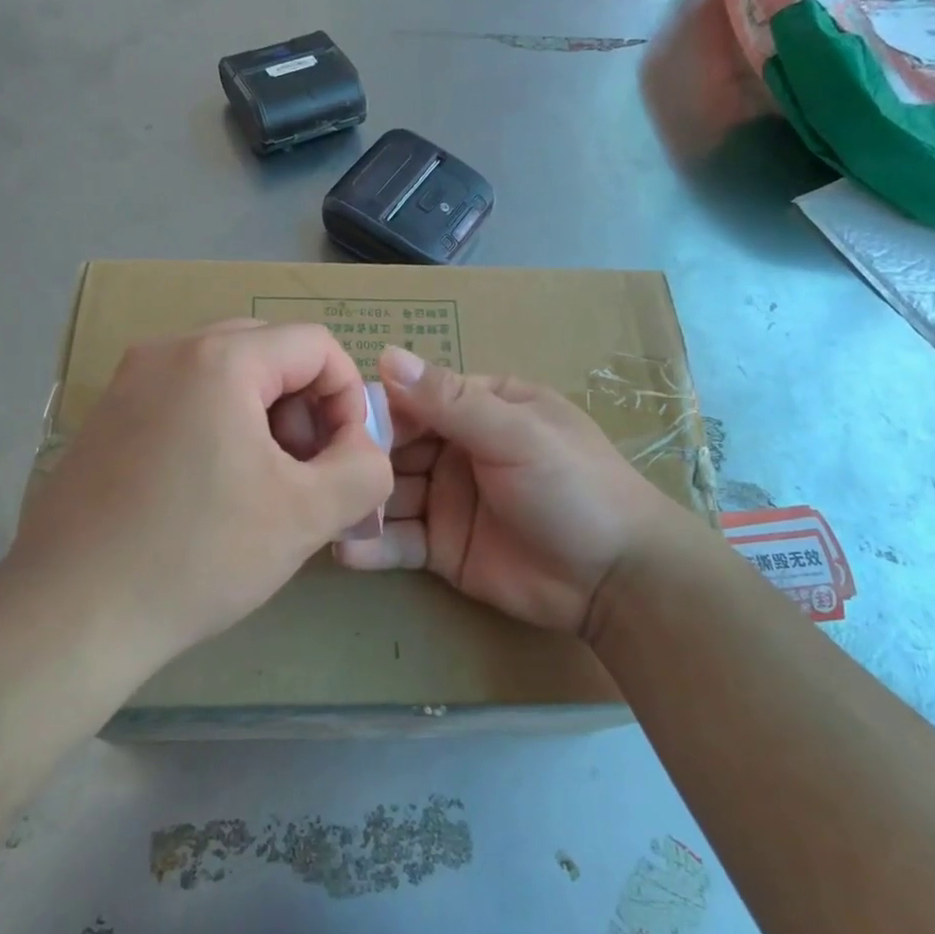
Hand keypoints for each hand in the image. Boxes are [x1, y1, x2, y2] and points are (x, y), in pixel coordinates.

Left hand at [14, 321, 393, 665]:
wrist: (70, 615)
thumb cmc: (198, 555)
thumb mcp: (307, 515)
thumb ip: (365, 470)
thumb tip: (367, 451)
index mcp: (218, 358)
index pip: (316, 345)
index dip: (348, 398)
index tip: (345, 458)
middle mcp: (168, 351)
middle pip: (270, 353)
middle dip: (305, 408)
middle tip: (305, 472)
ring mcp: (128, 382)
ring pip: (226, 375)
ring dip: (264, 418)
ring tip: (263, 486)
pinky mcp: (106, 418)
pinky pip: (184, 398)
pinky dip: (219, 427)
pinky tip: (212, 492)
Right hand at [337, 346, 700, 636]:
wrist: (617, 579)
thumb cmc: (572, 486)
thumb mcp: (515, 434)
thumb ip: (450, 399)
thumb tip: (386, 355)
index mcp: (481, 407)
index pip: (415, 398)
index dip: (377, 409)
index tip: (332, 421)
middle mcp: (458, 447)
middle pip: (395, 446)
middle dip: (360, 458)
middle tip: (317, 472)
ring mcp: (448, 499)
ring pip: (390, 493)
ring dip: (359, 501)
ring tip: (322, 512)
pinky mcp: (442, 548)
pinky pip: (399, 542)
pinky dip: (372, 546)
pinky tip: (344, 551)